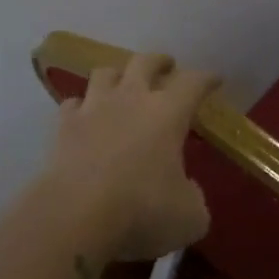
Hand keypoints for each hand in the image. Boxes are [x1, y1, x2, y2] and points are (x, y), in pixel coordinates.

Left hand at [46, 51, 216, 263]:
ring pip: (104, 73)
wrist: (75, 216)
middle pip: (145, 62)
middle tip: (167, 65)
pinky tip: (84, 115)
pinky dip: (81, 106)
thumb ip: (193, 197)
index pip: (193, 83)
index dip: (206, 78)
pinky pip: (73, 104)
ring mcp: (93, 109)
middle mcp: (131, 99)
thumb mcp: (189, 217)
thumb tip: (186, 189)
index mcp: (168, 113)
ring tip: (122, 82)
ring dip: (117, 75)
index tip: (215, 78)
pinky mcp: (63, 127)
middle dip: (159, 61)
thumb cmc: (141, 211)